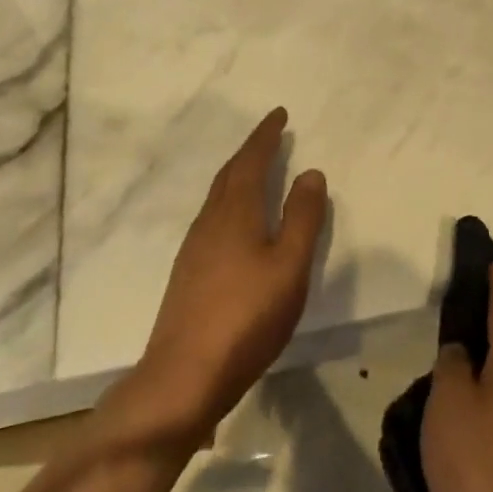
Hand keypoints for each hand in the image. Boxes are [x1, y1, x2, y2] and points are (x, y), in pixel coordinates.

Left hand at [109, 108, 327, 450]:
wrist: (182, 377)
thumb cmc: (245, 318)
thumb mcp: (289, 267)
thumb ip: (303, 218)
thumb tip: (310, 171)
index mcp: (236, 212)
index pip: (251, 160)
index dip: (266, 135)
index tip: (279, 114)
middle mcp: (210, 220)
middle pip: (230, 173)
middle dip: (251, 150)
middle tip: (271, 135)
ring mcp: (194, 247)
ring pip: (218, 196)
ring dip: (238, 175)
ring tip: (256, 170)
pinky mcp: (188, 273)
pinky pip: (212, 217)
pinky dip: (230, 201)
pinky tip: (236, 223)